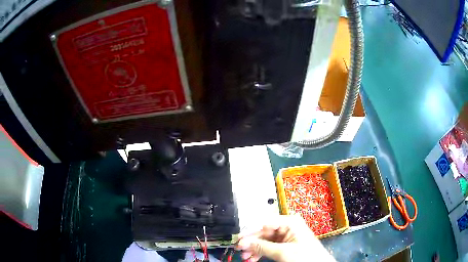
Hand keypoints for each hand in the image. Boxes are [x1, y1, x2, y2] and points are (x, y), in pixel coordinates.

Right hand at [236, 215, 334, 261]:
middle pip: (263, 233)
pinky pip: (269, 246)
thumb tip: (243, 242)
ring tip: (245, 257)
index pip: (264, 223)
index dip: (250, 232)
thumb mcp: (283, 252)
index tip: (237, 239)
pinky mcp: (285, 245)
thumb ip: (262, 246)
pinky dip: (261, 252)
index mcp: (290, 222)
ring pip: (264, 241)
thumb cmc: (305, 256)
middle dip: (251, 243)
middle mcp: (287, 226)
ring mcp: (286, 236)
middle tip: (239, 250)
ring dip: (254, 249)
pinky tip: (253, 258)